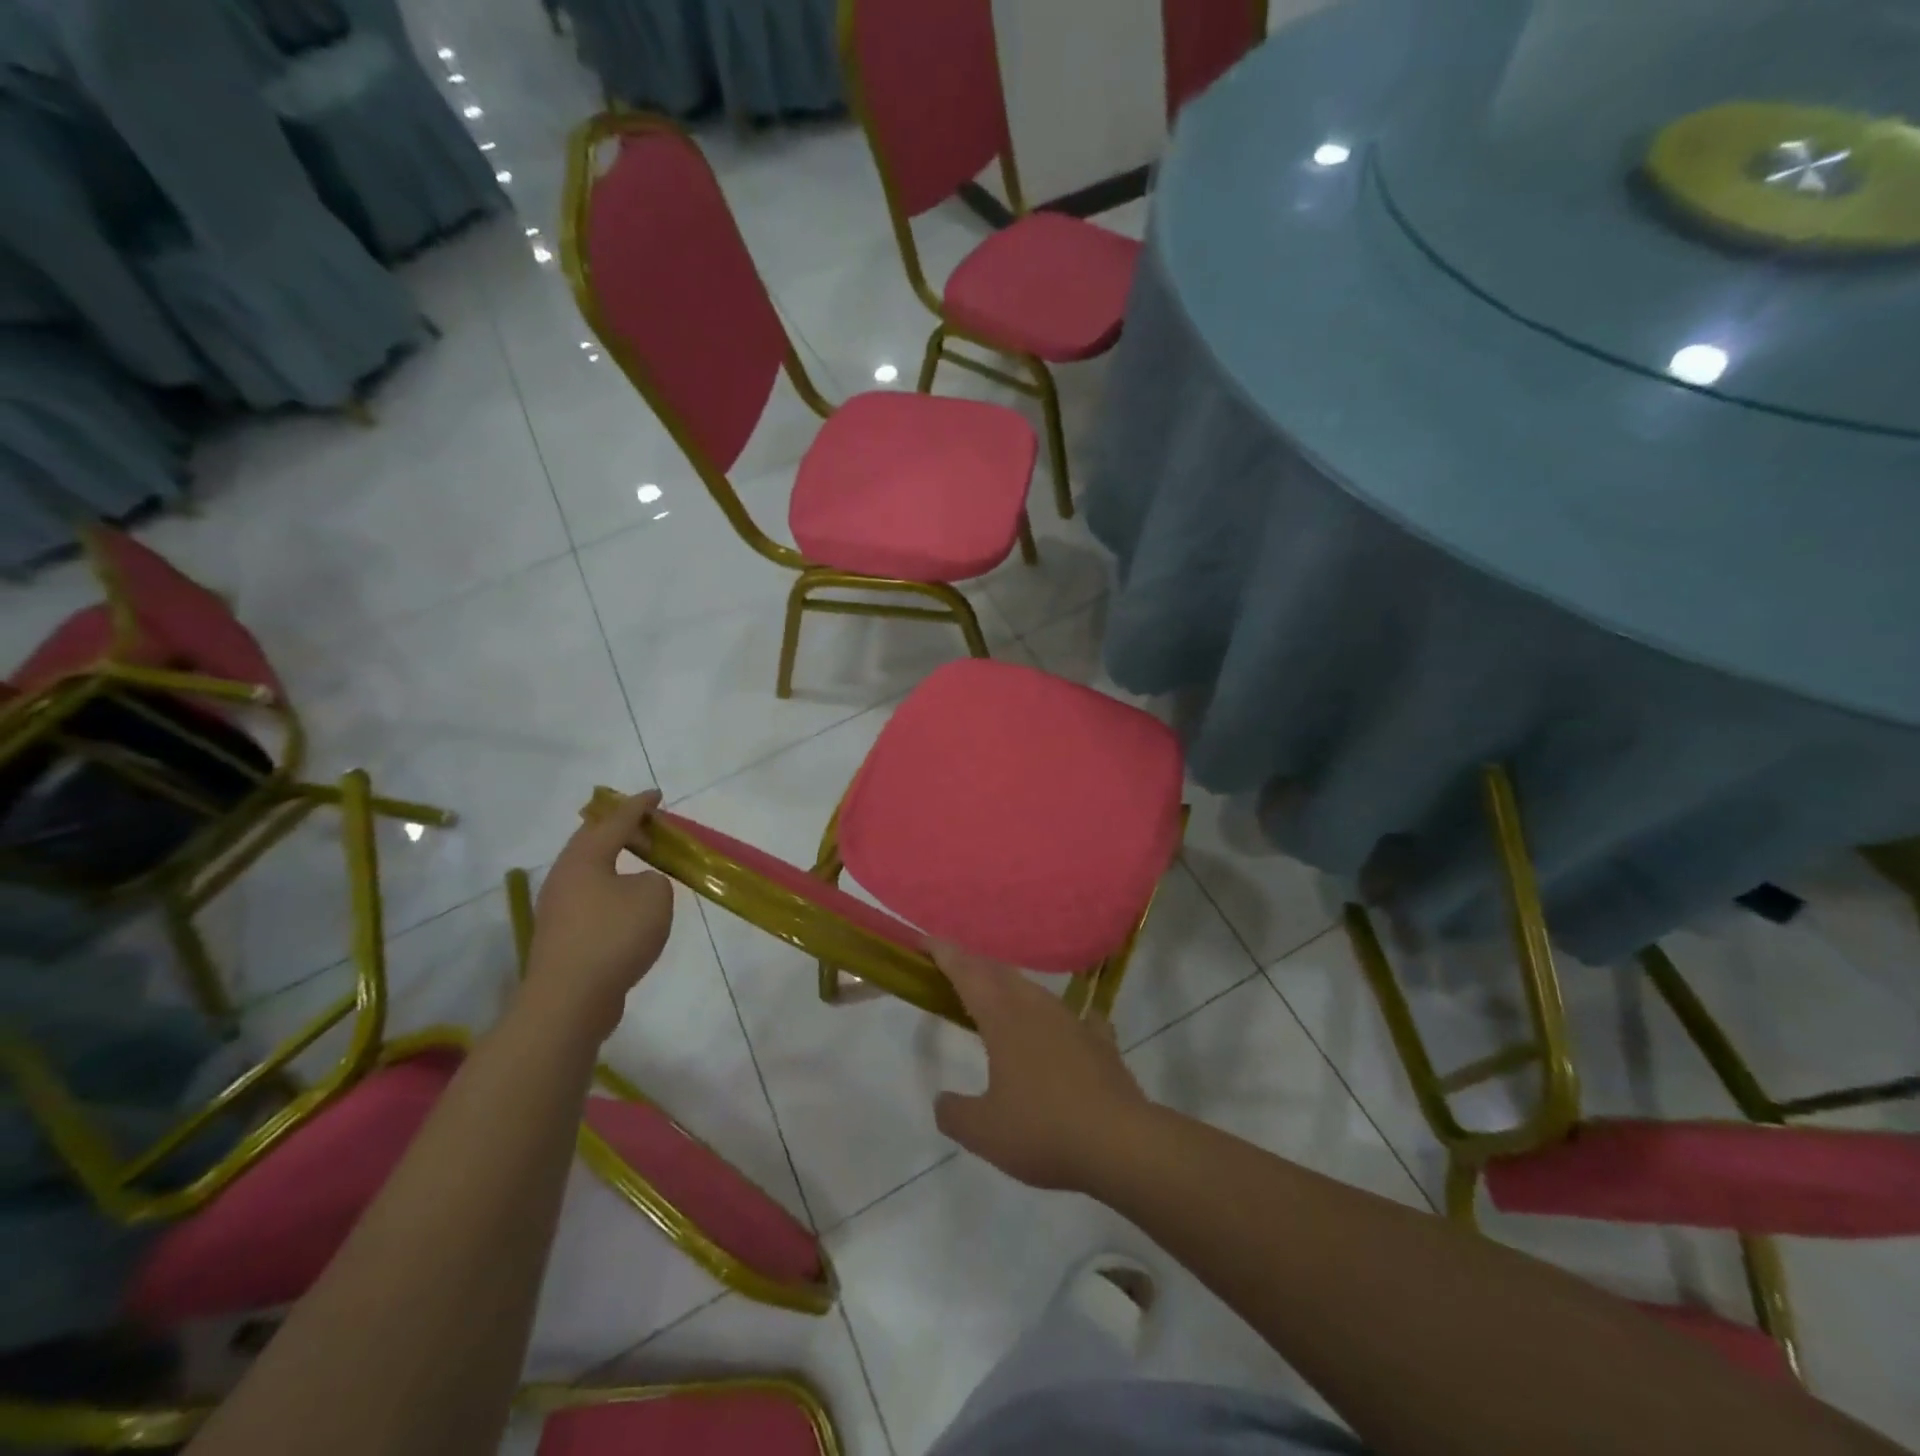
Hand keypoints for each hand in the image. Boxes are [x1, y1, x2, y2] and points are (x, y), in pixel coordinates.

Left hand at [523, 790, 673, 1042]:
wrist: (570, 1001)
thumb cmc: (614, 937)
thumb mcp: (654, 897)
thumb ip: (654, 879)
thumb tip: (638, 886)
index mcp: (584, 859)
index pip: (615, 822)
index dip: (638, 806)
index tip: (656, 794)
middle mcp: (564, 877)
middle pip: (592, 842)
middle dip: (620, 830)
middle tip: (648, 826)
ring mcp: (557, 908)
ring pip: (590, 872)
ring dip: (615, 862)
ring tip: (642, 863)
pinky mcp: (561, 937)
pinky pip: (591, 899)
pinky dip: (612, 890)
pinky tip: (630, 905)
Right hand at [932, 944, 1150, 1191]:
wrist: (1121, 1142)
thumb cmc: (1043, 1130)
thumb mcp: (984, 1132)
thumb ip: (955, 1113)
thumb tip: (943, 1101)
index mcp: (1003, 1017)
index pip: (967, 972)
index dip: (944, 953)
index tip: (924, 941)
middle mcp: (1036, 1007)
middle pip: (999, 973)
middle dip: (974, 967)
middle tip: (954, 972)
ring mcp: (1072, 1020)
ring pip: (1033, 990)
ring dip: (1010, 988)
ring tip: (998, 1001)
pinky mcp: (1100, 1040)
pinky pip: (1072, 1017)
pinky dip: (1056, 1019)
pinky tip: (1061, 1029)